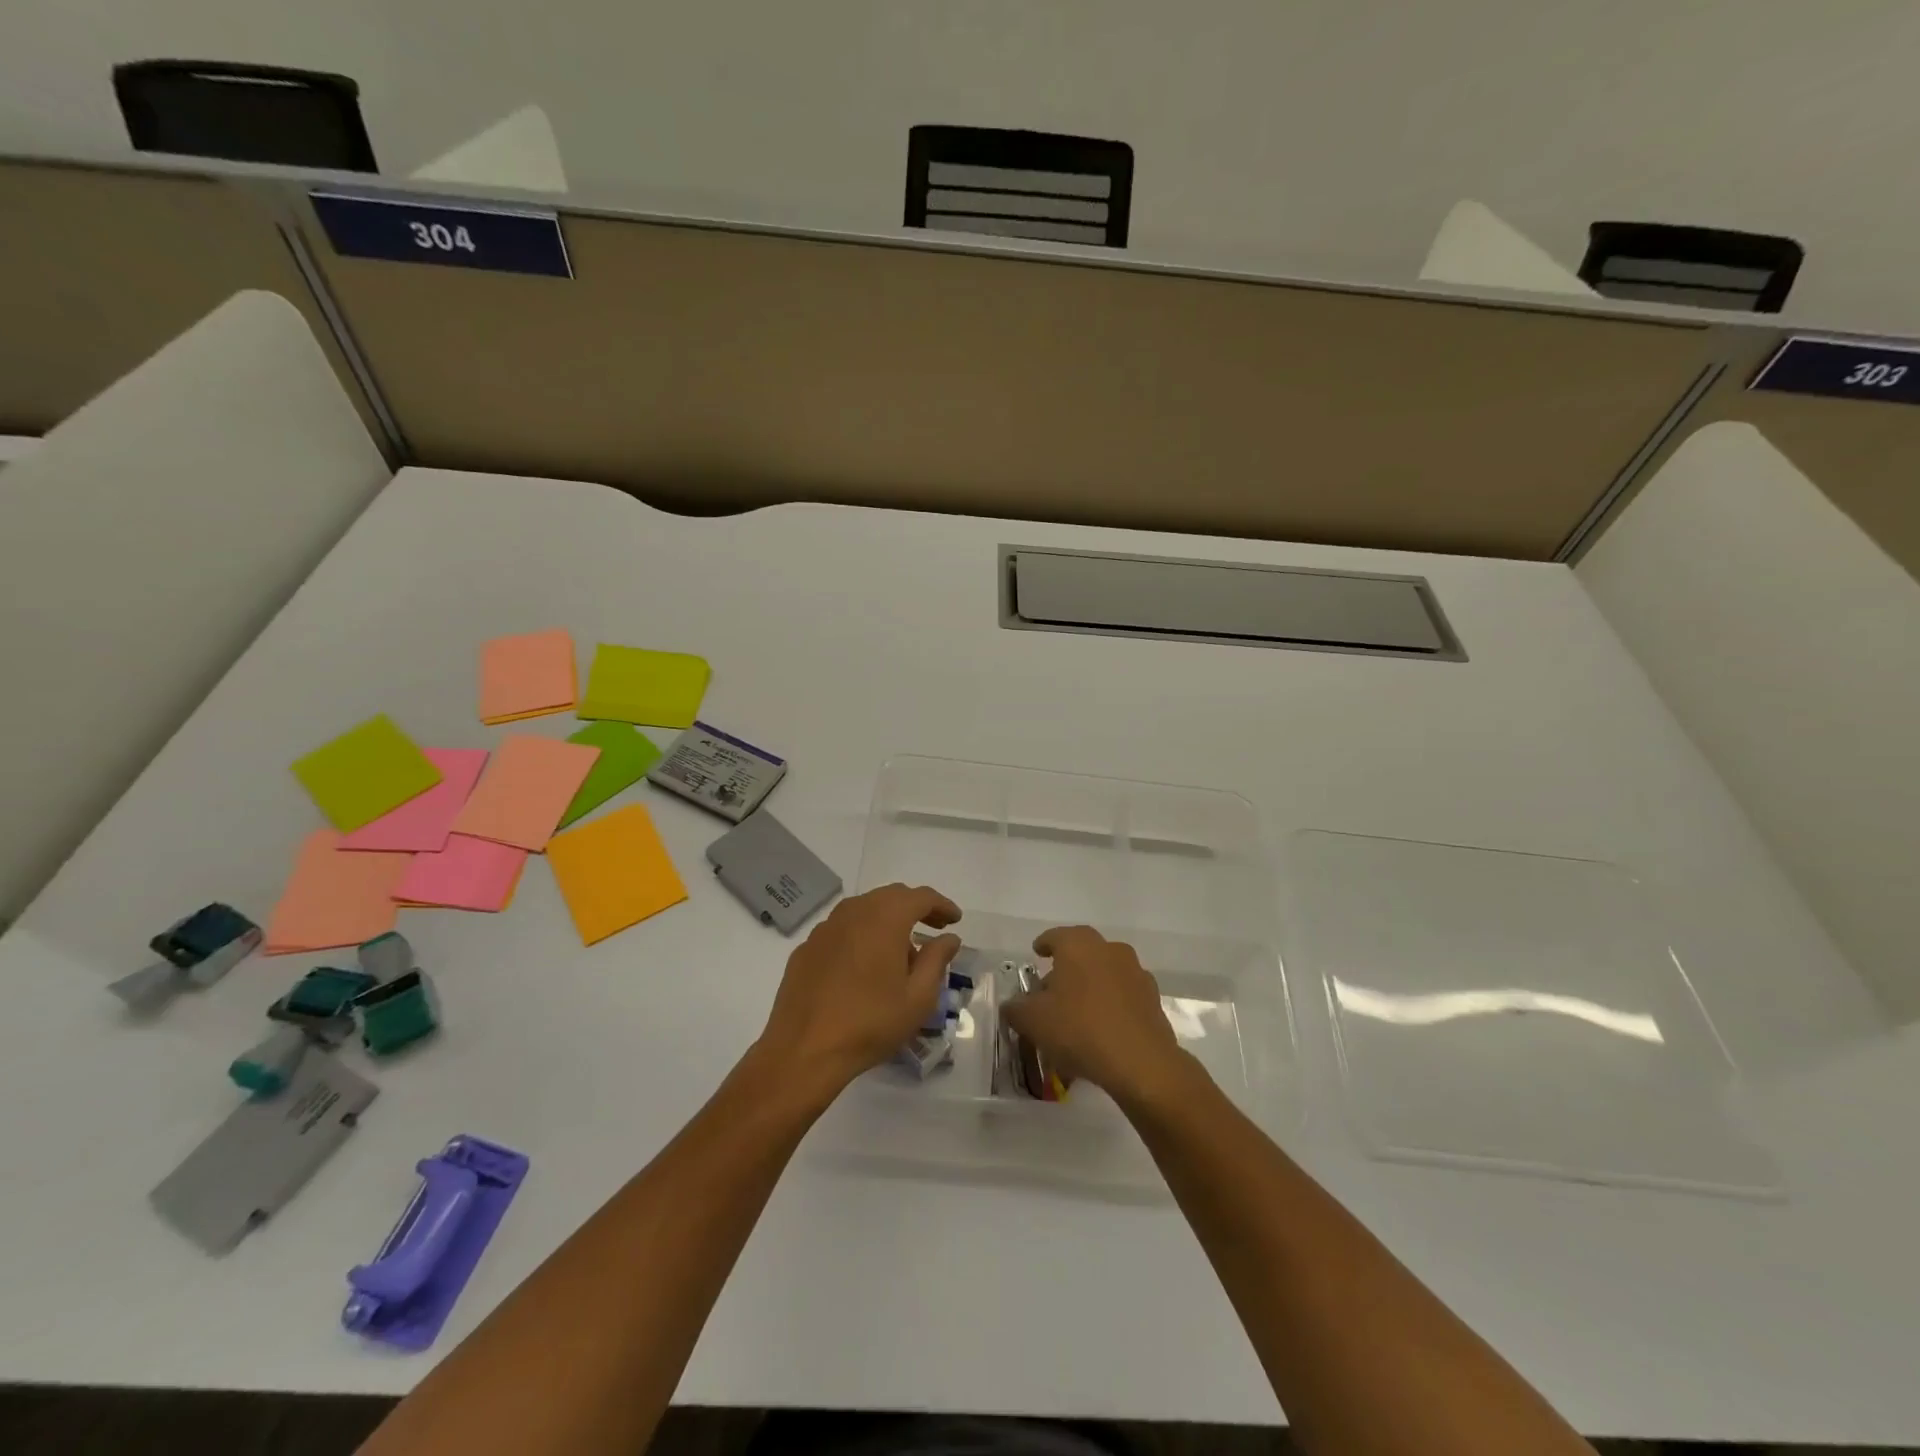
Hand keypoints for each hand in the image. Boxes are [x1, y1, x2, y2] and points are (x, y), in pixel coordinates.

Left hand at [756, 883, 962, 1097]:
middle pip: (891, 896)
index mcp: (884, 918)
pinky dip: (861, 934)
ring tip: (901, 949)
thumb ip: (936, 960)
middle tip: (934, 928)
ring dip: (887, 919)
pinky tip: (864, 963)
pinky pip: (842, 929)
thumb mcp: (917, 998)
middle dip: (916, 908)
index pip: (920, 897)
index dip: (942, 905)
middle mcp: (854, 912)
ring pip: (864, 909)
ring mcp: (825, 928)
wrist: (804, 1050)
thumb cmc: (870, 1023)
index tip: (955, 920)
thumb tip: (949, 938)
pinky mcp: (807, 947)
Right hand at [1002, 925, 1193, 1108]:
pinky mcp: (1152, 999)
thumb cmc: (1079, 1029)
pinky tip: (1102, 1027)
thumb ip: (1016, 1009)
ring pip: (1105, 972)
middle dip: (1067, 967)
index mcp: (1079, 945)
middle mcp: (1110, 950)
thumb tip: (1011, 1005)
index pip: (1056, 936)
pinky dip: (1111, 1004)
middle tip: (1052, 989)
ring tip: (1077, 1012)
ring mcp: (1135, 973)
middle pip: (1083, 952)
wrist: (1140, 1062)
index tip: (1037, 953)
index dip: (1044, 944)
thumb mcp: (1033, 1021)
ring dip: (1091, 985)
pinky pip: (1124, 995)